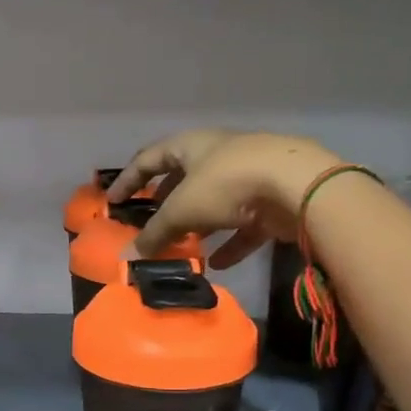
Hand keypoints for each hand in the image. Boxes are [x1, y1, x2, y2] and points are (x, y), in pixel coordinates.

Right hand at [107, 129, 338, 267]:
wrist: (298, 185)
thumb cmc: (228, 184)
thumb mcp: (182, 209)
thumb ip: (155, 233)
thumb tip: (129, 256)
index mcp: (192, 145)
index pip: (150, 158)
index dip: (129, 179)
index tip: (113, 202)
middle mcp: (219, 155)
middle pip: (184, 178)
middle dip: (166, 202)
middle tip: (150, 224)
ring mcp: (248, 176)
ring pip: (215, 202)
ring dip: (197, 224)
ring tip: (182, 246)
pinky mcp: (271, 200)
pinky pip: (243, 224)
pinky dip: (229, 243)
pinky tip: (217, 264)